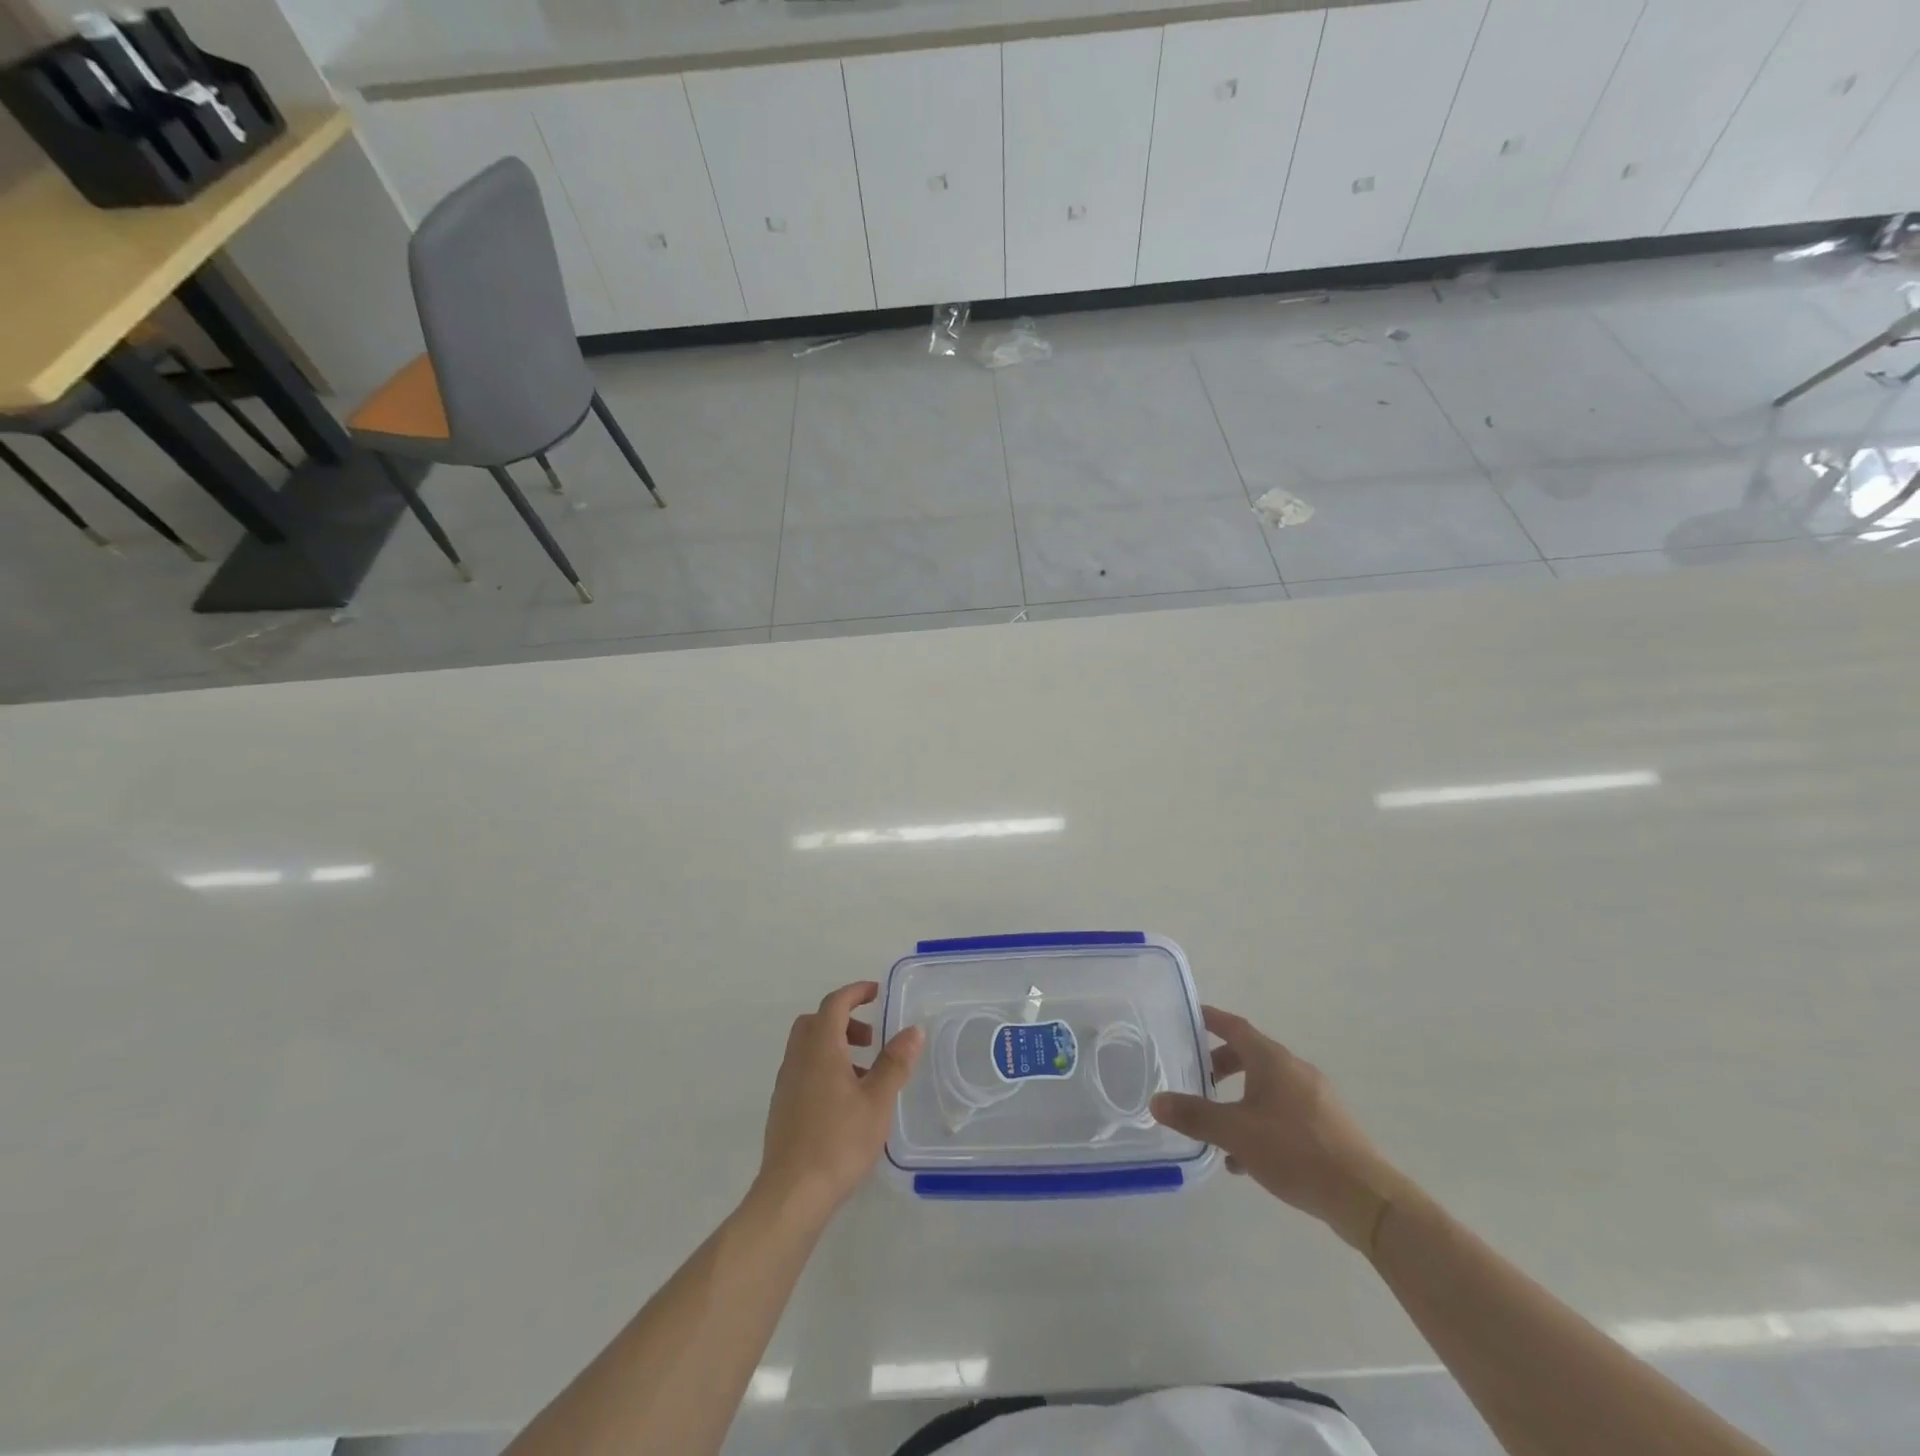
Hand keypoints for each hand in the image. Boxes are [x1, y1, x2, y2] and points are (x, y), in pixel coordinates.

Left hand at [754, 981, 924, 1228]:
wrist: (791, 1195)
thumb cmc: (838, 1141)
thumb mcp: (877, 1101)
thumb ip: (895, 1062)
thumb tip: (912, 1030)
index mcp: (820, 1049)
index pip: (834, 1004)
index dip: (855, 992)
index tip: (877, 993)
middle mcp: (798, 1059)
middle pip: (816, 1022)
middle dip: (844, 1019)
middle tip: (871, 1037)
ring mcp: (786, 1085)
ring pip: (808, 1048)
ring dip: (835, 1046)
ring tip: (865, 1074)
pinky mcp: (782, 1109)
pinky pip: (803, 1071)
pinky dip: (824, 1068)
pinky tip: (845, 1101)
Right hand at [1151, 1006, 1407, 1250]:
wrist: (1365, 1198)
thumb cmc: (1295, 1152)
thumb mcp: (1236, 1133)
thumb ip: (1195, 1116)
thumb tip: (1156, 1101)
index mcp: (1273, 1060)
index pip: (1235, 1026)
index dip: (1211, 1019)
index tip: (1188, 1017)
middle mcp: (1295, 1070)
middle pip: (1250, 1056)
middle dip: (1221, 1066)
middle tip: (1197, 1080)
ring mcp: (1316, 1098)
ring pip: (1267, 1088)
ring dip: (1240, 1100)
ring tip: (1218, 1130)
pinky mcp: (1327, 1126)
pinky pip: (1284, 1112)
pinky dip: (1261, 1122)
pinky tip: (1248, 1160)